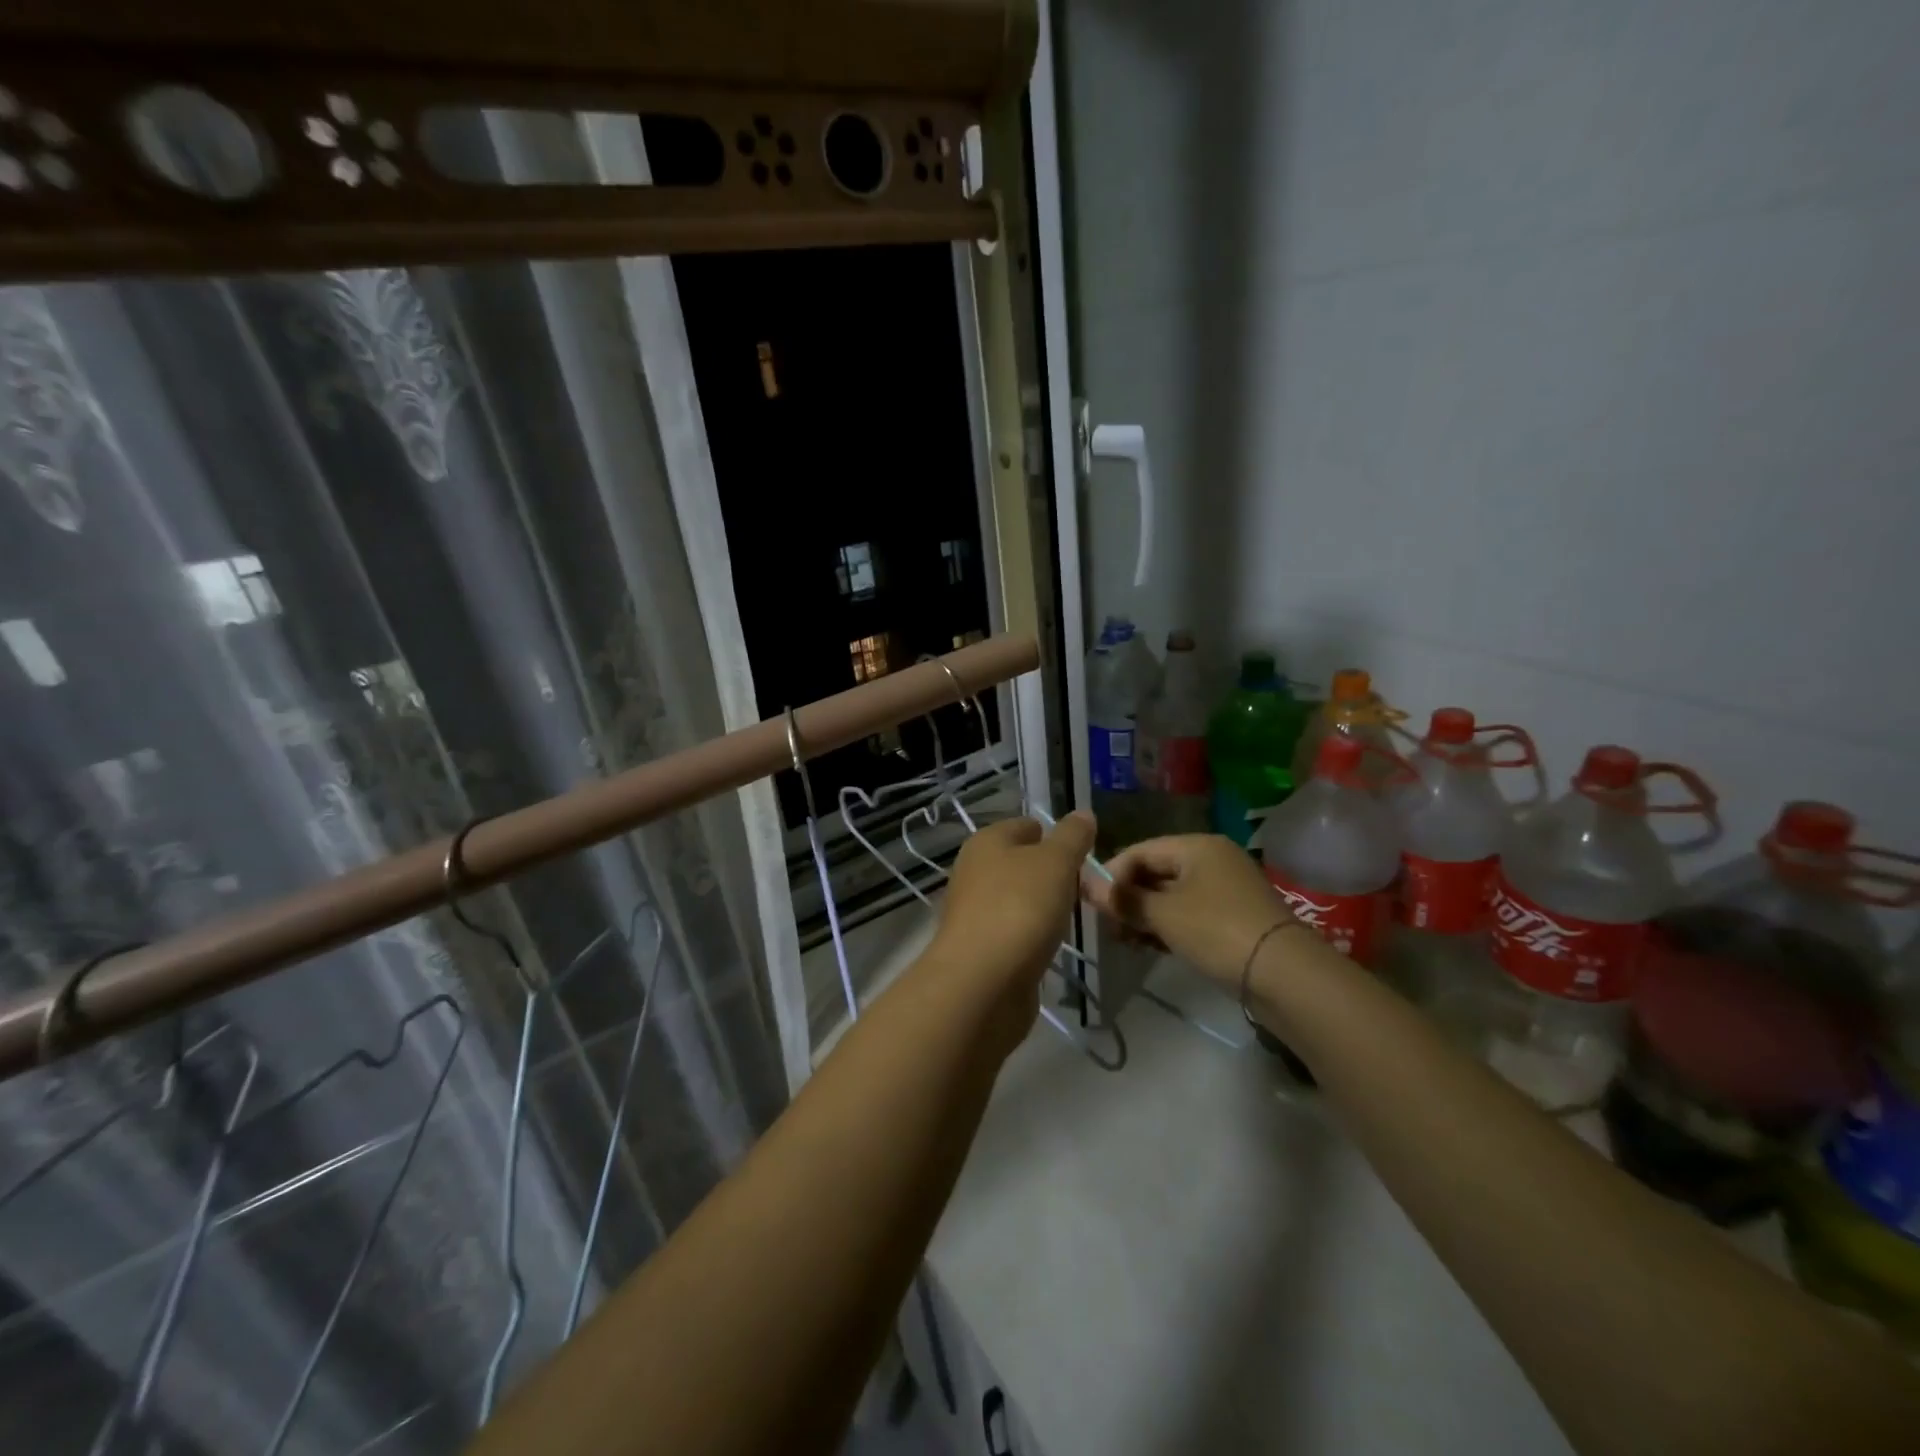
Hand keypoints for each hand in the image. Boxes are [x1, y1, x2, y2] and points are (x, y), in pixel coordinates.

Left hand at [930, 813, 1096, 995]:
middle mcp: (974, 872)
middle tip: (1085, 889)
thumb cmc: (1020, 908)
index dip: (1056, 836)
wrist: (982, 983)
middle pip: (1021, 864)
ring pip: (1018, 899)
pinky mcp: (980, 949)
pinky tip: (1049, 946)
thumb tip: (1083, 814)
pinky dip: (1032, 936)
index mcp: (986, 842)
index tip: (1084, 857)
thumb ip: (1072, 837)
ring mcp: (974, 912)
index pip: (1026, 826)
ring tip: (1072, 919)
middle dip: (1052, 875)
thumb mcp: (1055, 862)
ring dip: (1043, 908)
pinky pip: (1014, 932)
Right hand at [1082, 834, 1295, 991]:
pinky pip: (1190, 913)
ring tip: (1124, 940)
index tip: (1091, 903)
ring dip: (1146, 915)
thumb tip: (1086, 884)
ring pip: (1173, 895)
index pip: (1140, 851)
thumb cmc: (1217, 931)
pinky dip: (1169, 926)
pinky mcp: (1235, 917)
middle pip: (1157, 871)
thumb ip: (1123, 899)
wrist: (1285, 975)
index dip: (1111, 874)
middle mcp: (1213, 859)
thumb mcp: (1163, 914)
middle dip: (1128, 897)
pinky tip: (1151, 946)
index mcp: (1197, 846)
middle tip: (1107, 926)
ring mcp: (1227, 889)